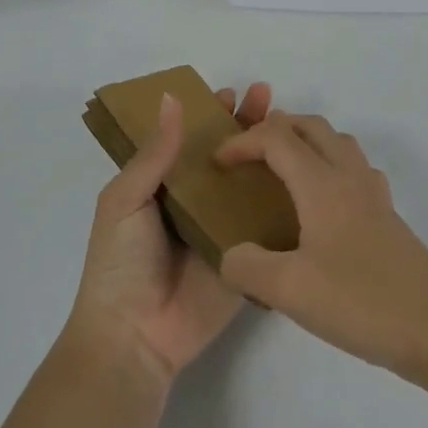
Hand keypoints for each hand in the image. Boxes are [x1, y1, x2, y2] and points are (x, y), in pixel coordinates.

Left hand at [67, 82, 271, 383]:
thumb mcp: (124, 200)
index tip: (231, 91)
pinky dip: (284, 200)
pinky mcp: (246, 256)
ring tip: (291, 126)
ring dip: (269, 155)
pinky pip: (266, 224)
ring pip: (249, 184)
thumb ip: (153, 154)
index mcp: (162, 186)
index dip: (209, 115)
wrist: (135, 336)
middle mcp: (195, 203)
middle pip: (225, 156)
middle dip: (245, 125)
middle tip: (267, 96)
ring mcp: (223, 230)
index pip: (189, 140)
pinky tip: (307, 174)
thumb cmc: (120, 263)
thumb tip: (172, 99)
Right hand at [214, 113, 427, 380]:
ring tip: (283, 171)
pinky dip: (331, 167)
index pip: (277, 139)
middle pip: (312, 127)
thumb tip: (231, 255)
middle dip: (275, 129)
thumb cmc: (362, 302)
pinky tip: (324, 205)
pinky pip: (355, 170)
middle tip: (247, 154)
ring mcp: (375, 196)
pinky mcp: (390, 218)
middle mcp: (350, 177)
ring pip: (338, 143)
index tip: (217, 164)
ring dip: (307, 142)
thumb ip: (247, 267)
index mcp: (323, 184)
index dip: (242, 142)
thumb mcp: (290, 290)